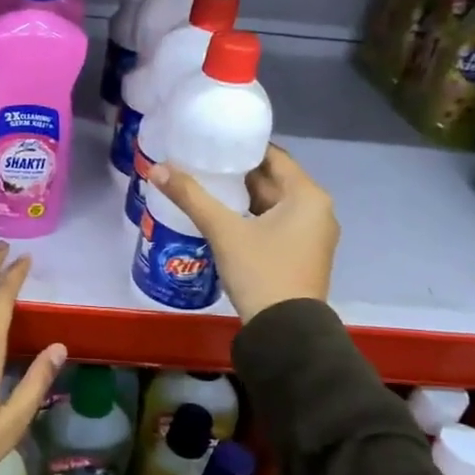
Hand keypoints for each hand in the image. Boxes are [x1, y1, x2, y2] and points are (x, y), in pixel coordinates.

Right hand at [148, 145, 338, 322]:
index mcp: (308, 196)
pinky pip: (277, 224)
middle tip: (203, 163)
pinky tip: (224, 217)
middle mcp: (317, 210)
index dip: (243, 147)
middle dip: (239, 173)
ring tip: (207, 187)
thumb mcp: (223, 231)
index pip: (274, 157)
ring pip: (274, 204)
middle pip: (274, 180)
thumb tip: (156, 169)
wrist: (286, 333)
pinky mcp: (303, 255)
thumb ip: (191, 196)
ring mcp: (312, 235)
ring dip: (244, 196)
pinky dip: (253, 217)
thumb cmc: (261, 271)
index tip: (213, 141)